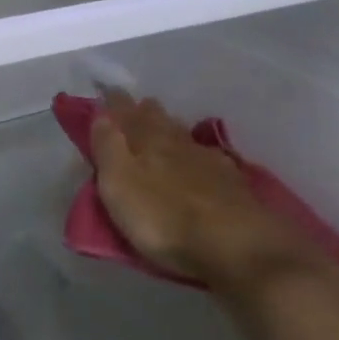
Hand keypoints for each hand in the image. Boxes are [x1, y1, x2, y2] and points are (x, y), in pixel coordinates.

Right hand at [91, 90, 338, 293]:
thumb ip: (108, 147)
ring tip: (164, 130)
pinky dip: (199, 156)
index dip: (114, 103)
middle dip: (145, 112)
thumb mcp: (119, 184)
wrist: (237, 247)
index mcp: (147, 141)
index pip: (126, 113)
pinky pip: (209, 159)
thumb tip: (101, 113)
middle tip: (135, 109)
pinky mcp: (234, 185)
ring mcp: (210, 162)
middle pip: (159, 119)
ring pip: (185, 137)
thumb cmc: (164, 218)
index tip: (106, 93)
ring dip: (172, 130)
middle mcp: (179, 143)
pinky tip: (202, 161)